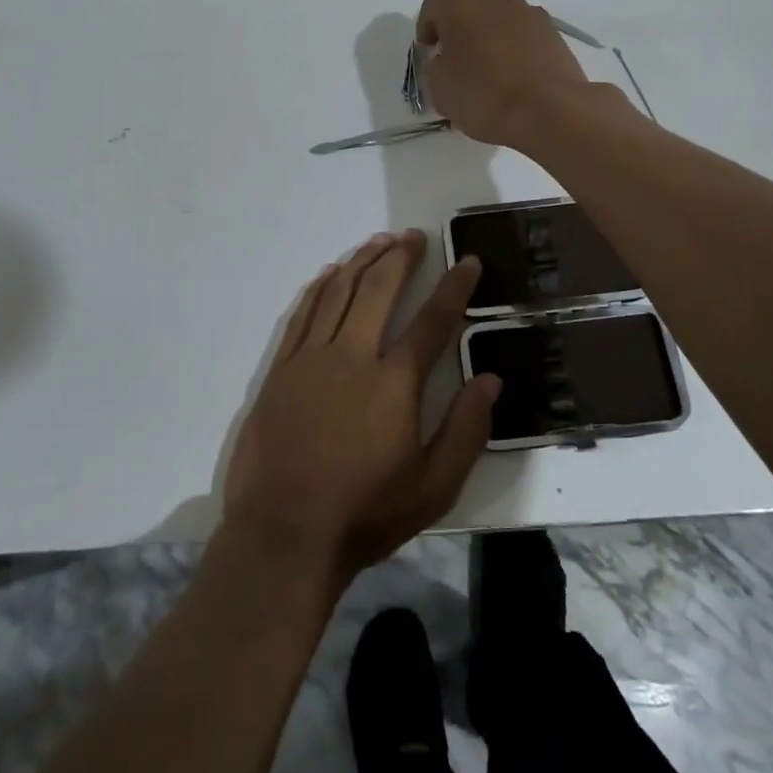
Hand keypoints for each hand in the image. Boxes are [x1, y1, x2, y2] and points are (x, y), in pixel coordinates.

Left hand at [223, 231, 499, 580]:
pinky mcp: (282, 368)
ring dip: (362, 260)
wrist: (283, 535)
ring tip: (380, 241)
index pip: (433, 320)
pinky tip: (331, 273)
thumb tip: (491, 378)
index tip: (467, 261)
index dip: (454, 287)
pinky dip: (321, 286)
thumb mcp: (433, 488)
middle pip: (379, 288)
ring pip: (339, 291)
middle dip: (401, 256)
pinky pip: (304, 312)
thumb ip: (466, 430)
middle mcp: (353, 355)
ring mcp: (312, 357)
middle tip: (415, 236)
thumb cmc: (364, 514)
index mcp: (394, 382)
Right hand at [416, 0, 599, 148]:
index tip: (429, 54)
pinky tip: (513, 73)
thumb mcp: (438, 87)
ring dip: (488, 32)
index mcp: (460, 3)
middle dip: (458, 26)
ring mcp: (527, 10)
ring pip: (497, 14)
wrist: (549, 110)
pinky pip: (521, 30)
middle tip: (456, 57)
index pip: (432, 4)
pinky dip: (513, 44)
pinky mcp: (552, 29)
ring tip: (487, 66)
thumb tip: (446, 59)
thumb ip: (434, 65)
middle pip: (468, 3)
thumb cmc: (484, 95)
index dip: (426, 29)